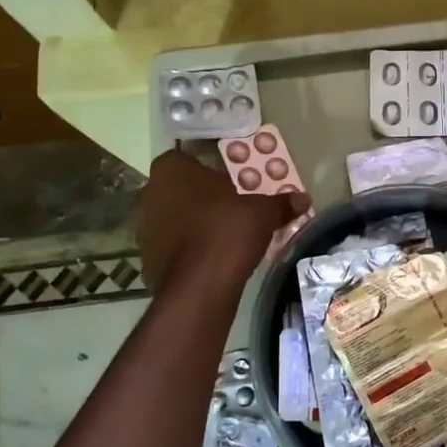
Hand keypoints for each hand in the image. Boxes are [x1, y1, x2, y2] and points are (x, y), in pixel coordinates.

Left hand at [137, 149, 309, 293]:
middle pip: (179, 189)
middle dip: (202, 198)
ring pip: (173, 218)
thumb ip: (280, 203)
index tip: (231, 184)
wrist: (199, 287)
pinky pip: (171, 245)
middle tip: (231, 209)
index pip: (188, 159)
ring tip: (223, 236)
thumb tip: (303, 198)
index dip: (210, 171)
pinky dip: (187, 249)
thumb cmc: (227, 231)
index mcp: (171, 169)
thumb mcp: (263, 213)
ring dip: (192, 224)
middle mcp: (150, 192)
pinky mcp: (145, 258)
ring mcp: (143, 227)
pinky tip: (210, 259)